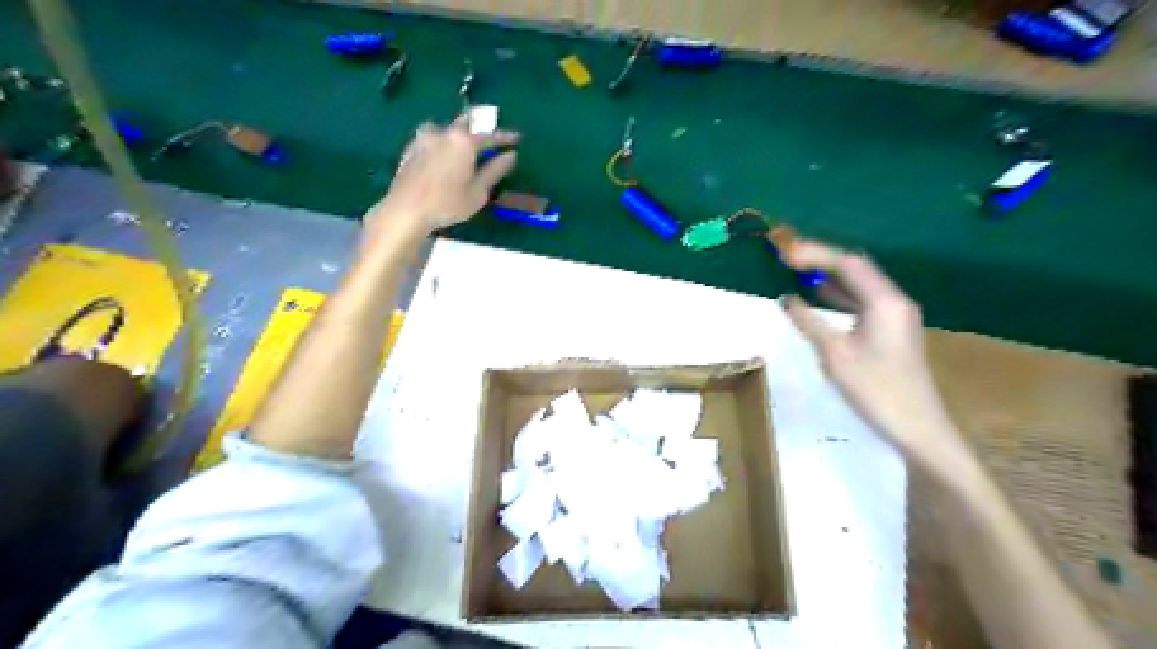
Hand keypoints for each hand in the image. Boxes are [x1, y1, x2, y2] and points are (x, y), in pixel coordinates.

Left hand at [369, 117, 518, 235]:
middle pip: (465, 125)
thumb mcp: (478, 191)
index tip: (517, 138)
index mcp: (463, 141)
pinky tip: (444, 158)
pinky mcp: (411, 148)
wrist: (406, 210)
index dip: (505, 138)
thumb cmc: (448, 203)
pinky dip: (442, 145)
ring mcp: (424, 138)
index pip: (490, 136)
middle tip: (487, 142)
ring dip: (457, 137)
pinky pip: (432, 140)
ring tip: (464, 150)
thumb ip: (495, 171)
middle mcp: (443, 132)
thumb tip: (510, 155)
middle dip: (478, 132)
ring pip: (446, 130)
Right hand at [776, 238, 968, 471]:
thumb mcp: (834, 354)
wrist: (917, 427)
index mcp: (884, 302)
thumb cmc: (875, 390)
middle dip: (821, 260)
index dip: (815, 254)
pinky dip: (838, 296)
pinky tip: (819, 298)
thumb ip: (808, 321)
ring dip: (829, 277)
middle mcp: (894, 301)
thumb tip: (786, 298)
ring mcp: (895, 316)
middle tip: (788, 258)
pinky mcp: (891, 330)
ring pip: (859, 285)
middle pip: (856, 269)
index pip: (848, 264)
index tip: (785, 254)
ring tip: (797, 271)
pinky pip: (861, 302)